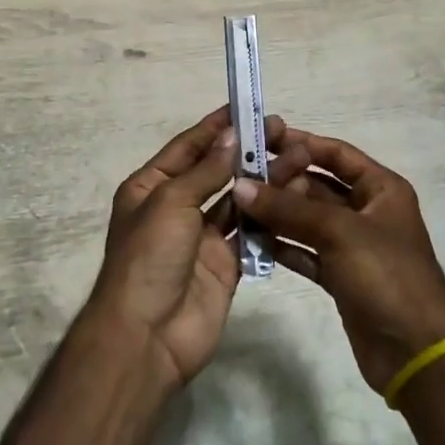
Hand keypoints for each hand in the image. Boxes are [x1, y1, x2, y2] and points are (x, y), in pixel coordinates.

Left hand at [83, 106, 301, 390]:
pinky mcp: (226, 264)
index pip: (188, 147)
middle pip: (216, 170)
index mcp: (151, 186)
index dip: (216, 127)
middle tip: (283, 130)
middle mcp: (177, 206)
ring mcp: (202, 237)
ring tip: (298, 156)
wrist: (146, 337)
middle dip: (247, 150)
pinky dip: (270, 214)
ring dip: (264, 178)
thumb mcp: (171, 202)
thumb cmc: (149, 257)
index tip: (246, 107)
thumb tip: (231, 136)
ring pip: (238, 199)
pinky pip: (250, 232)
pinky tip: (295, 194)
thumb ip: (206, 170)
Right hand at [232, 131, 444, 394]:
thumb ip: (288, 208)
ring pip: (308, 220)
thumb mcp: (339, 232)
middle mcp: (367, 211)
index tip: (261, 137)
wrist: (416, 354)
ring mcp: (354, 245)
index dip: (301, 143)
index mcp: (381, 188)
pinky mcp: (341, 277)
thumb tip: (240, 186)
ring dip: (277, 214)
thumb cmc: (386, 276)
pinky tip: (252, 240)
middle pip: (318, 186)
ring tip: (237, 206)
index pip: (335, 153)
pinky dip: (283, 246)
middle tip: (241, 178)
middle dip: (282, 182)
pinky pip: (306, 251)